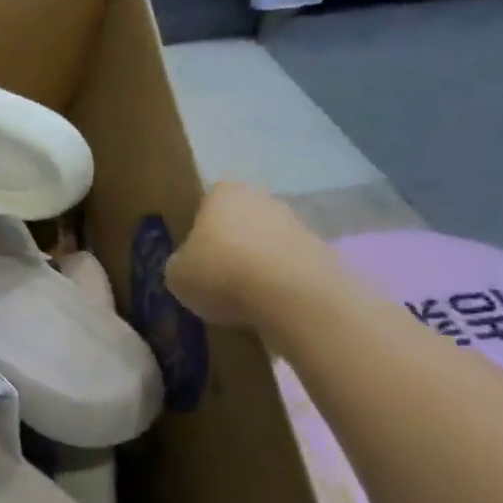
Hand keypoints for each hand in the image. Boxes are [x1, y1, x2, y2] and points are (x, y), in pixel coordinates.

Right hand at [165, 181, 324, 329]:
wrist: (296, 300)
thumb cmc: (222, 274)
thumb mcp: (177, 274)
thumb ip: (181, 264)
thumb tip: (190, 268)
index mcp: (224, 194)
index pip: (206, 207)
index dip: (200, 234)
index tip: (196, 260)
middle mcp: (264, 200)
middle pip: (242, 223)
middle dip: (233, 246)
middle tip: (219, 279)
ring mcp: (300, 226)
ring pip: (269, 246)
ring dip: (260, 266)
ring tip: (247, 301)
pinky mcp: (326, 256)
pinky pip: (293, 270)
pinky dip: (284, 285)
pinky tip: (274, 309)